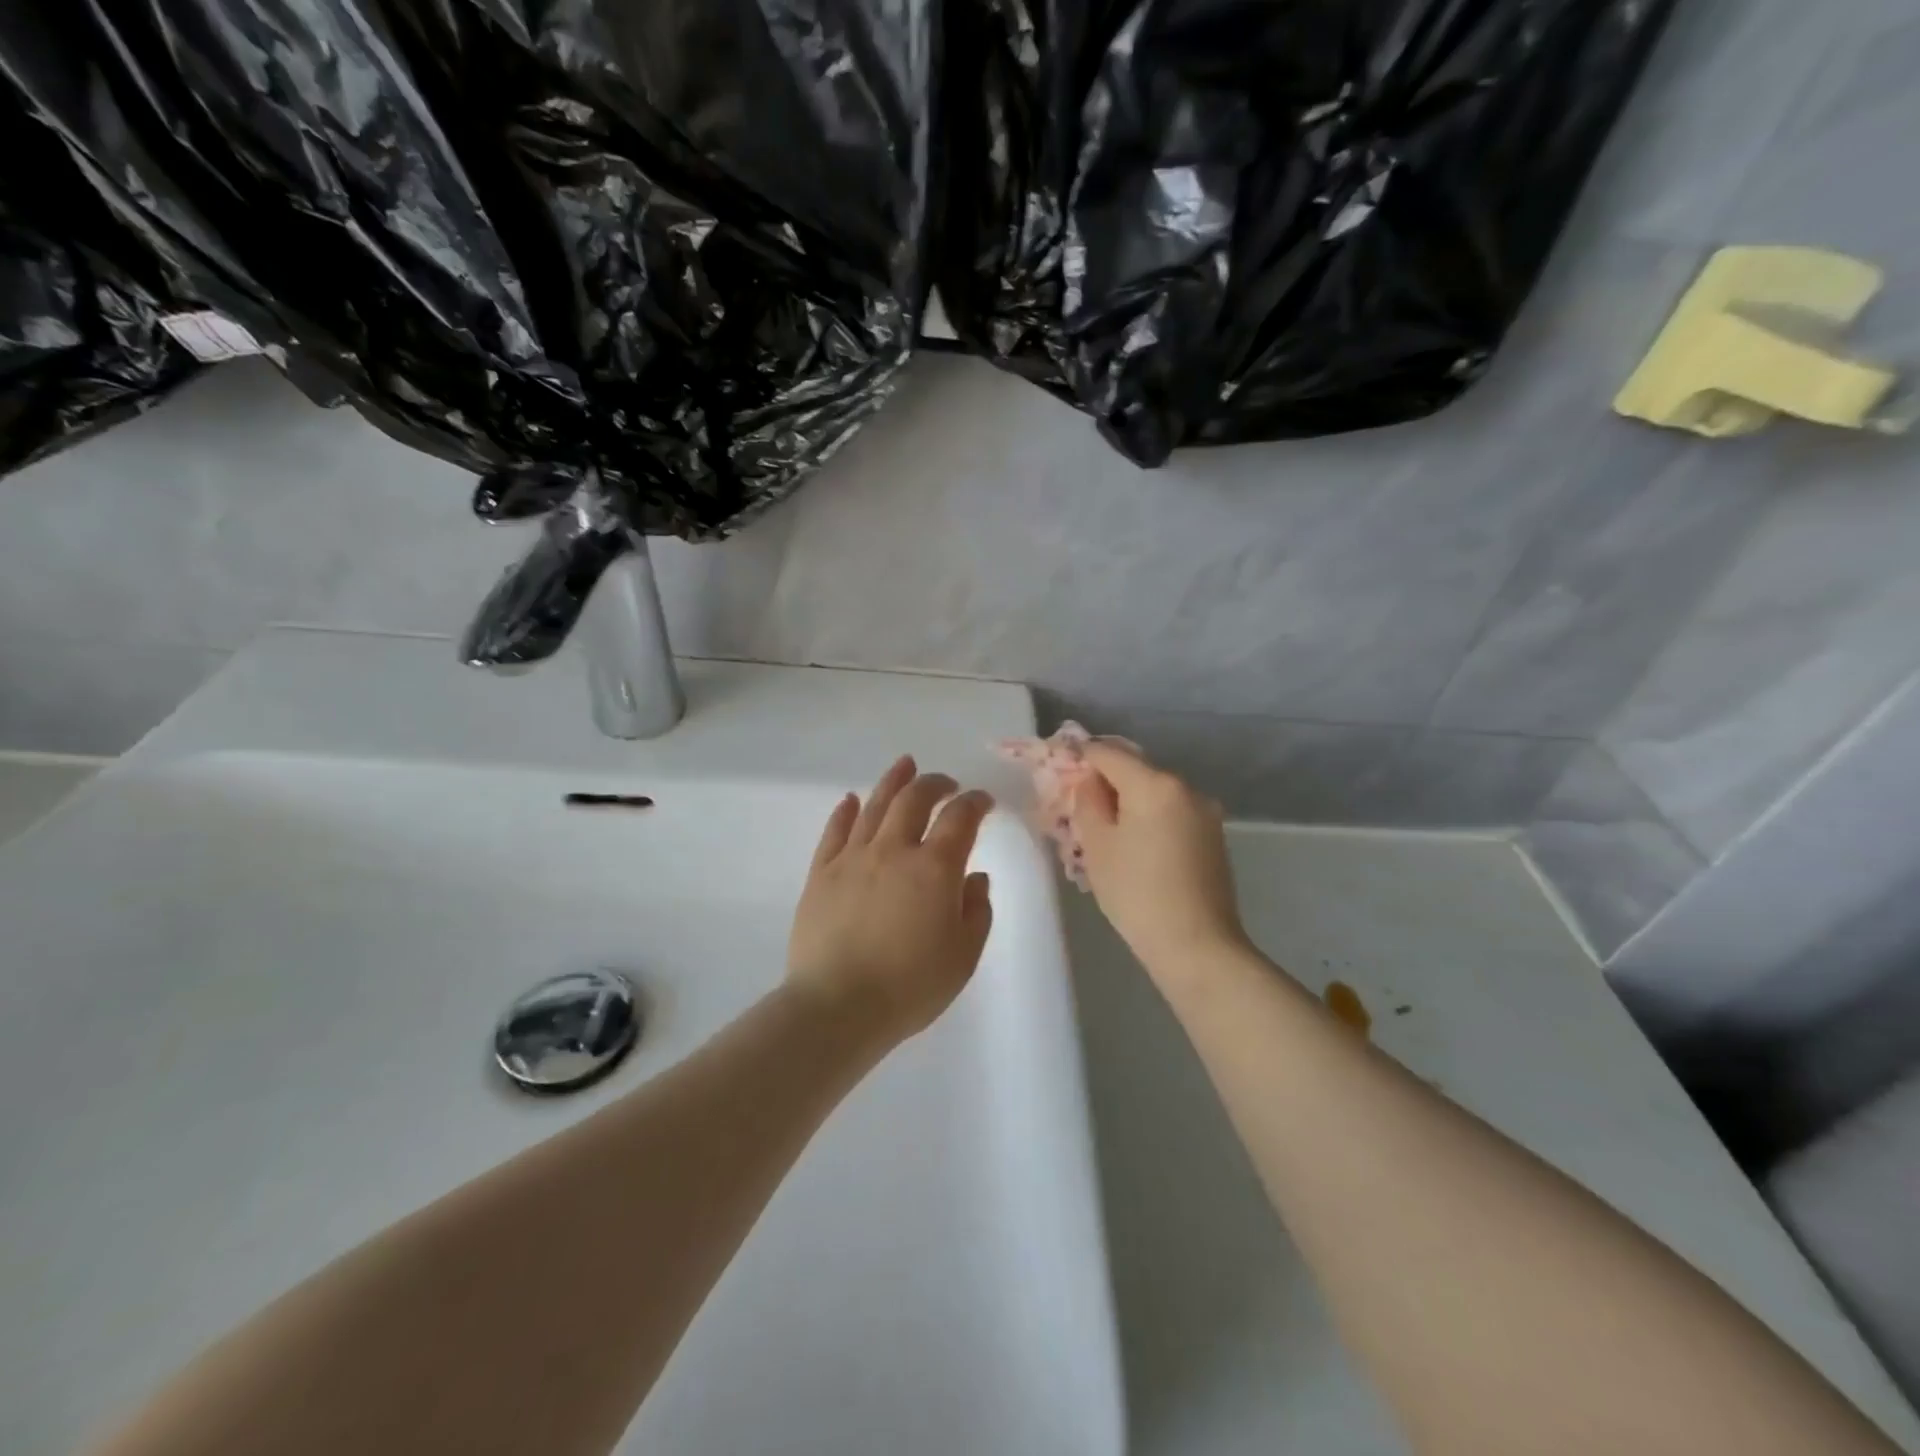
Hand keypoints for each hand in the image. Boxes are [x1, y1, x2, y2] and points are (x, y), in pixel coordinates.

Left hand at [787, 756, 994, 1043]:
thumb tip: (975, 877)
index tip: (983, 802)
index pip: (960, 818)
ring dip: (893, 782)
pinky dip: (846, 811)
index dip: (975, 802)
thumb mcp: (963, 956)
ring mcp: (852, 858)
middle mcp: (893, 850)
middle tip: (946, 783)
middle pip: (914, 799)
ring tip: (905, 766)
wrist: (837, 1007)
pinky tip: (851, 799)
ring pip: (874, 805)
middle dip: (934, 783)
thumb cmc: (910, 987)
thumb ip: (976, 910)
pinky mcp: (821, 873)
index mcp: (934, 868)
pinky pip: (835, 831)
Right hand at [1074, 743, 1248, 978]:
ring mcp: (1205, 812)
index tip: (1059, 771)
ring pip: (1154, 793)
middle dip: (1105, 782)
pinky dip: (1149, 818)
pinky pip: (1172, 813)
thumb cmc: (1137, 893)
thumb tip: (1089, 781)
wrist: (1197, 945)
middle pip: (1135, 769)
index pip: (1108, 753)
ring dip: (1127, 801)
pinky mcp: (1213, 836)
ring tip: (1104, 831)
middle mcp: (1186, 787)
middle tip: (1077, 806)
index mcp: (1155, 784)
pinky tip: (1134, 846)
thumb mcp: (1097, 846)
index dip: (1080, 757)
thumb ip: (1087, 801)